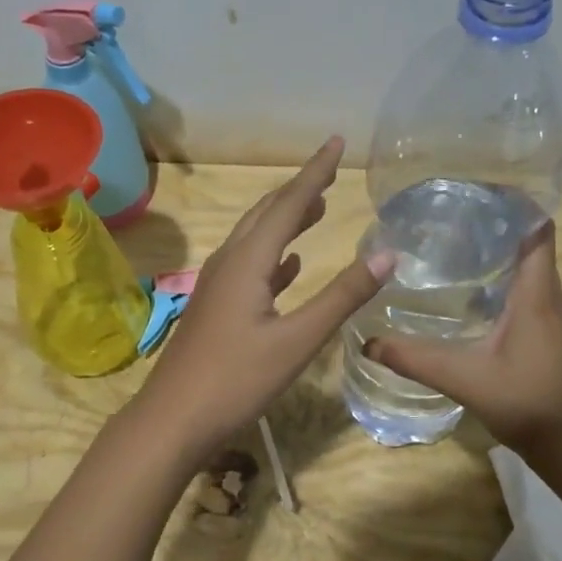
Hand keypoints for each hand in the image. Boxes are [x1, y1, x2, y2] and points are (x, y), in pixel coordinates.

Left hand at [136, 137, 394, 450]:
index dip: (316, 171)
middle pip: (267, 213)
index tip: (337, 141)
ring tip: (316, 207)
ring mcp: (218, 285)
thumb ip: (341, 297)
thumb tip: (388, 254)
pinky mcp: (216, 308)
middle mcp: (229, 262)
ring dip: (286, 219)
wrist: (173, 418)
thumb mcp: (297, 341)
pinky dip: (273, 256)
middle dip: (299, 189)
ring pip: (256, 238)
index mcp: (248, 261)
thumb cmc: (236, 380)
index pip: (288, 203)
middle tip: (330, 170)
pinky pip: (249, 267)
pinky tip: (288, 265)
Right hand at [364, 220, 561, 455]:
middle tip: (445, 215)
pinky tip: (464, 290)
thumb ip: (416, 359)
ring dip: (494, 251)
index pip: (536, 229)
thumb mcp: (466, 379)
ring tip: (449, 244)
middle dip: (492, 223)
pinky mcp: (545, 332)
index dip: (513, 203)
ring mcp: (549, 315)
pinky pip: (523, 289)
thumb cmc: (530, 403)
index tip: (473, 189)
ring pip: (525, 267)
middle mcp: (548, 295)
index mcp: (537, 293)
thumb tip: (368, 342)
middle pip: (528, 242)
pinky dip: (497, 278)